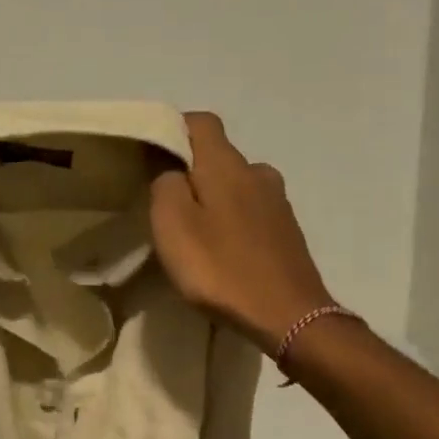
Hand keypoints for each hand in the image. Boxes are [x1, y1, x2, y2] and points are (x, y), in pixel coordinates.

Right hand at [150, 112, 335, 351]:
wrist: (288, 316)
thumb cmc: (221, 268)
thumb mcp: (172, 224)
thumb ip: (165, 184)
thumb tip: (170, 169)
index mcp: (227, 165)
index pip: (201, 122)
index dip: (173, 130)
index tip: (150, 155)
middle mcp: (257, 172)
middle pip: (217, 156)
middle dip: (190, 171)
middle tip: (163, 204)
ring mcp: (277, 202)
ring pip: (235, 185)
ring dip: (212, 199)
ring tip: (192, 232)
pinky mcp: (286, 231)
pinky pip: (250, 212)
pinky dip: (230, 221)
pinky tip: (220, 251)